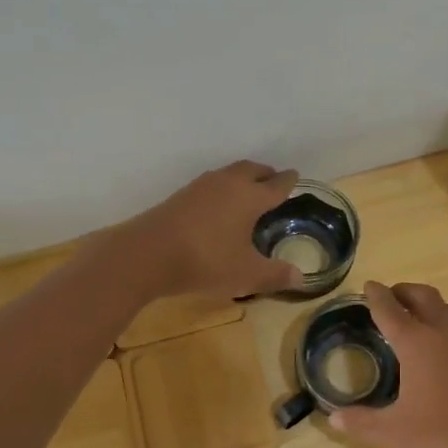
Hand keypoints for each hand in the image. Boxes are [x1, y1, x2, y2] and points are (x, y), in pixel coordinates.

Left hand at [118, 161, 305, 300]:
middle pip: (252, 170)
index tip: (295, 176)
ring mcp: (201, 186)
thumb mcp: (246, 274)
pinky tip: (219, 205)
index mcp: (250, 197)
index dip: (288, 181)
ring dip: (242, 178)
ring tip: (248, 192)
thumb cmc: (206, 261)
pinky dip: (223, 188)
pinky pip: (211, 184)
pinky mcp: (180, 195)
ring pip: (229, 174)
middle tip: (273, 181)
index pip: (276, 184)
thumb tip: (301, 277)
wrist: (147, 254)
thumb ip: (275, 275)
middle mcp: (228, 183)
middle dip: (265, 174)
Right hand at [330, 280, 447, 447]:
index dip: (377, 296)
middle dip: (404, 291)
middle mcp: (447, 335)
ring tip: (414, 318)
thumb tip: (333, 418)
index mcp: (419, 345)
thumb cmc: (447, 441)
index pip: (391, 310)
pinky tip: (443, 351)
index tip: (368, 285)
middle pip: (424, 298)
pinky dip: (446, 326)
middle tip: (389, 296)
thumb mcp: (395, 436)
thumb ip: (362, 424)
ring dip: (428, 306)